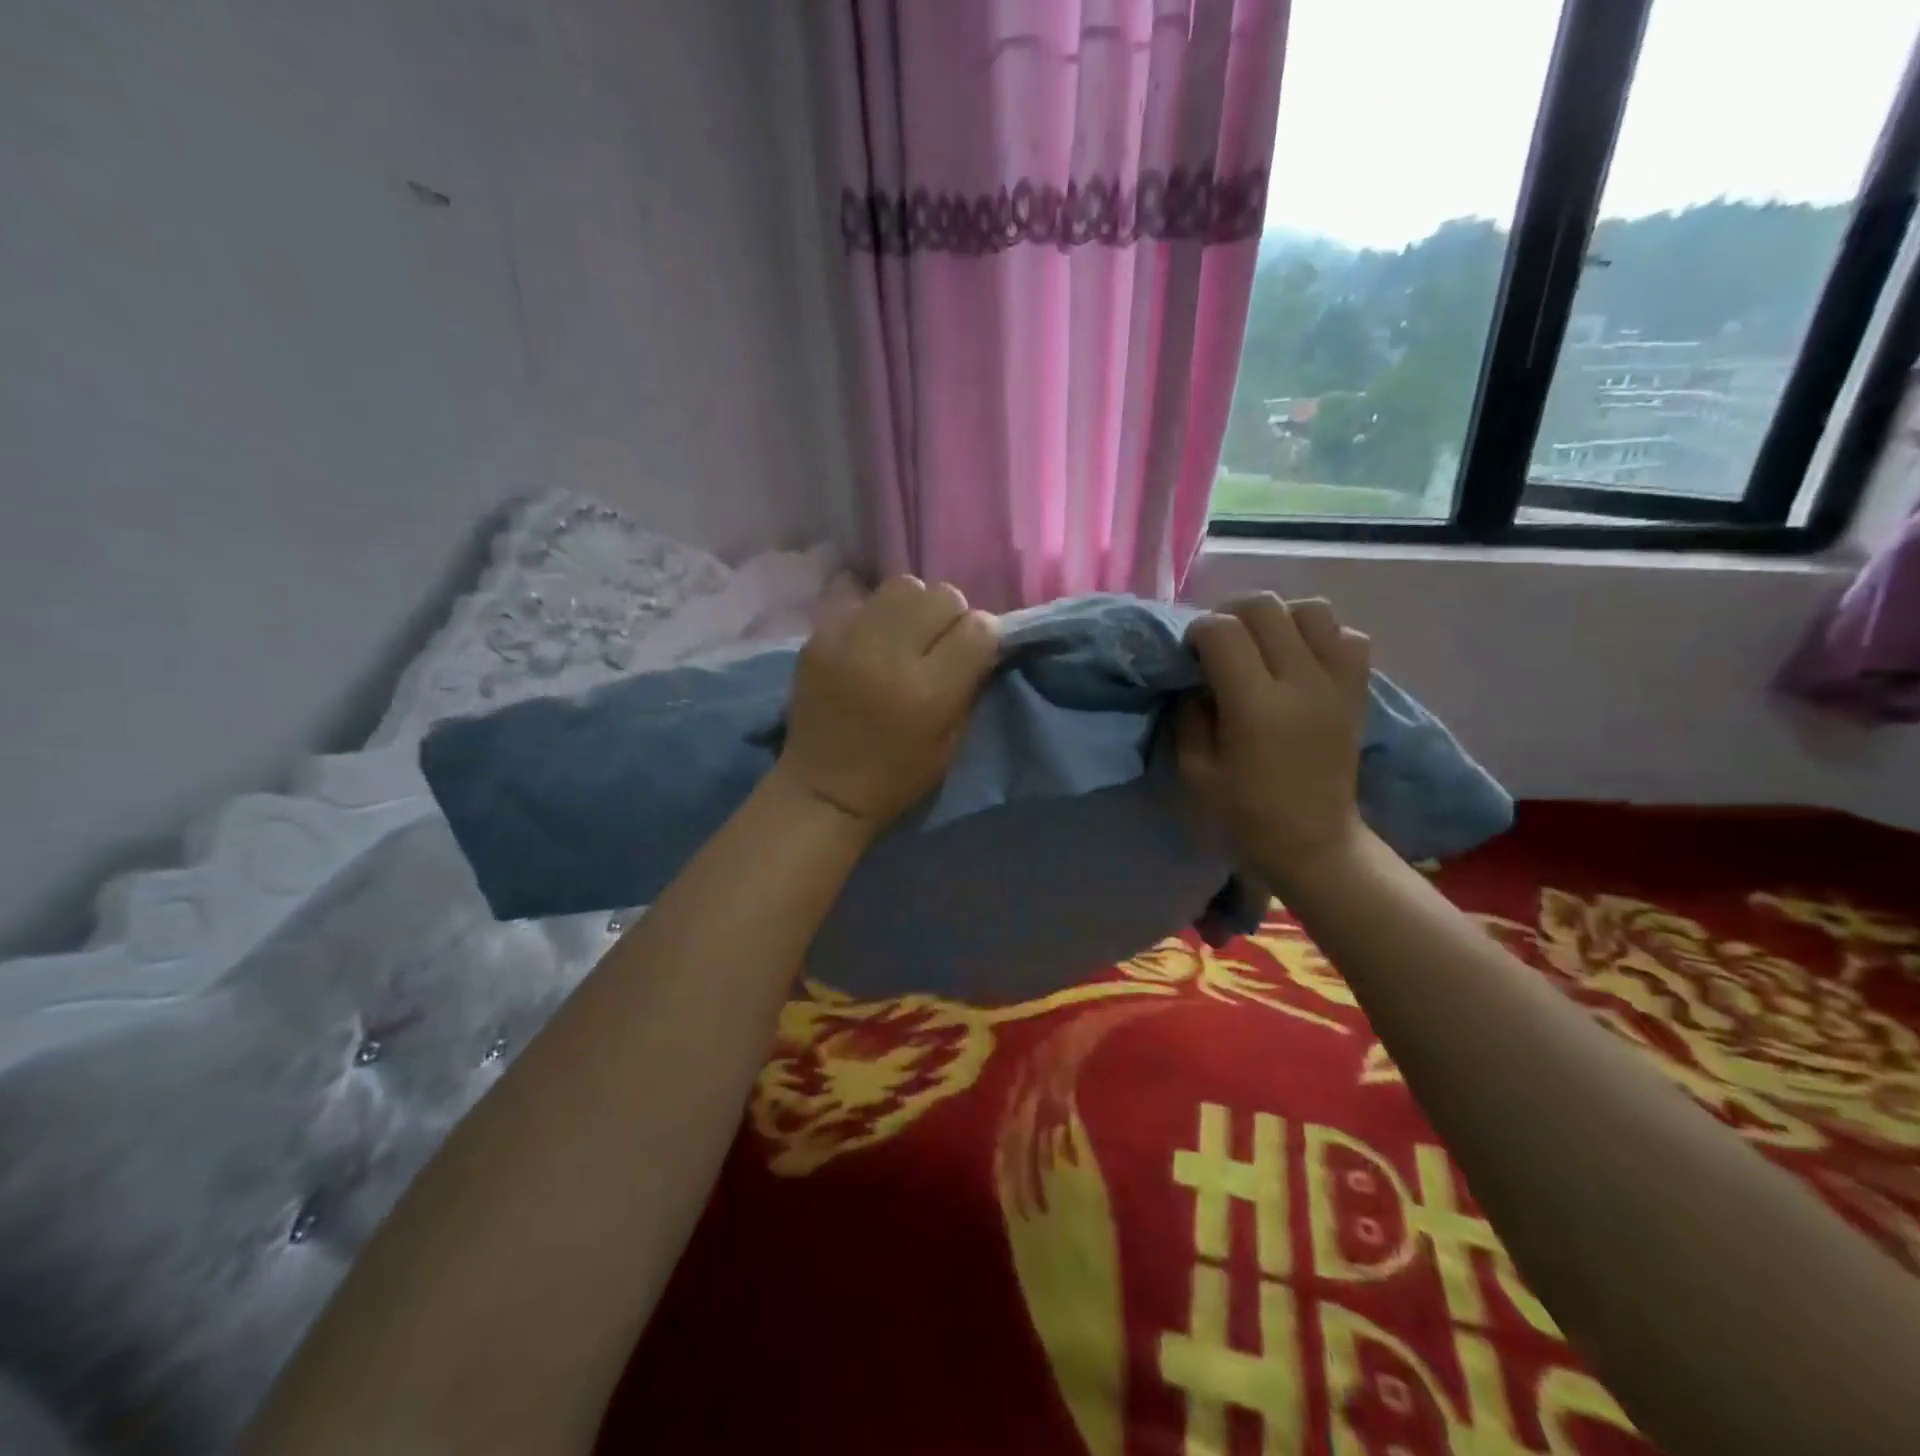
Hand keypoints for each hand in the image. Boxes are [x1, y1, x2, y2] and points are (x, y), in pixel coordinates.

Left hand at [775, 576, 998, 830]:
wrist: (823, 787)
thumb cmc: (897, 775)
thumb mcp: (951, 741)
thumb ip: (970, 683)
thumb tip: (983, 637)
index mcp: (929, 691)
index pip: (978, 628)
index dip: (984, 636)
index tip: (975, 650)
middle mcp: (889, 656)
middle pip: (942, 596)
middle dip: (950, 616)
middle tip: (937, 642)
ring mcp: (849, 639)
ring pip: (903, 586)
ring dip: (913, 607)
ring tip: (904, 635)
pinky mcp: (820, 635)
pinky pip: (863, 600)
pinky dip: (876, 616)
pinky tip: (871, 643)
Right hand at [1176, 594, 1372, 881]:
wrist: (1315, 843)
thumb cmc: (1246, 815)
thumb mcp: (1196, 771)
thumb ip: (1190, 715)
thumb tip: (1196, 679)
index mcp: (1255, 706)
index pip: (1222, 631)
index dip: (1198, 632)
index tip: (1191, 654)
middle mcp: (1301, 682)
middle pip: (1266, 607)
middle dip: (1231, 612)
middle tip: (1219, 640)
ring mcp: (1336, 683)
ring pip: (1312, 609)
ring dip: (1279, 617)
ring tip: (1263, 643)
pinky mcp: (1357, 691)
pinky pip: (1347, 636)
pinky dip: (1321, 635)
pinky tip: (1301, 659)